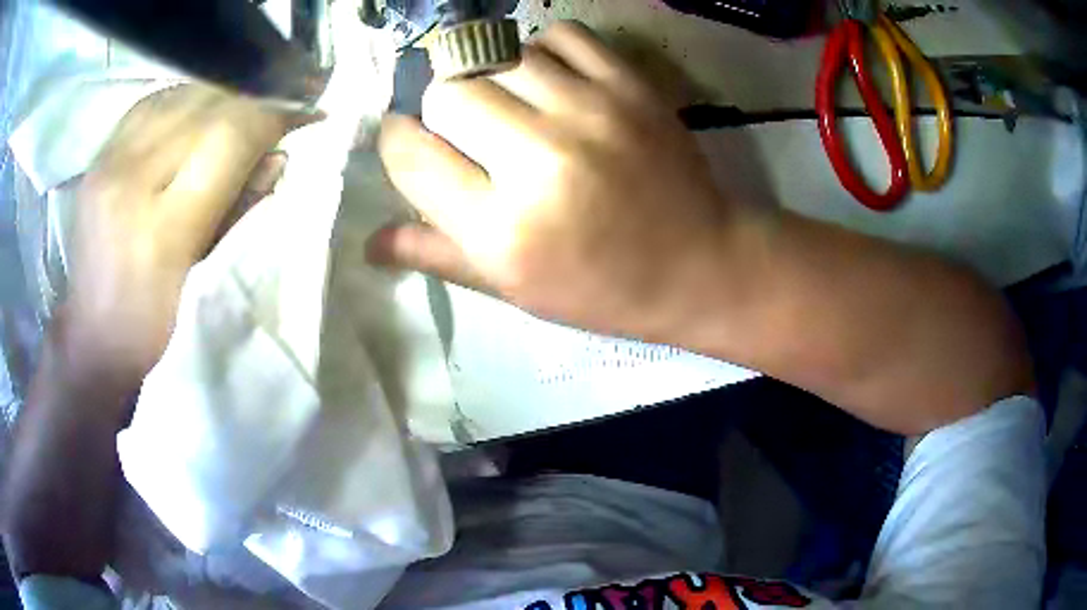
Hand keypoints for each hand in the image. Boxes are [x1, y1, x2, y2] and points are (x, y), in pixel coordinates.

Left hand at [63, 86, 292, 390]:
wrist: (93, 336)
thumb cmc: (152, 326)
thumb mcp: (203, 280)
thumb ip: (241, 210)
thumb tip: (278, 156)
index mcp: (163, 229)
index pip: (229, 137)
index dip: (272, 117)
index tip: (303, 114)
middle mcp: (131, 181)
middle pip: (206, 106)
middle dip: (250, 103)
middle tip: (274, 114)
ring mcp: (109, 163)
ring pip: (180, 95)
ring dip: (218, 97)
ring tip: (236, 113)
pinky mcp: (97, 157)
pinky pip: (150, 103)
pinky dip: (182, 100)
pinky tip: (194, 113)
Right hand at [372, 22, 758, 339]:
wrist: (699, 267)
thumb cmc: (602, 289)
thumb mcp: (515, 289)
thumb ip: (438, 254)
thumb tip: (368, 241)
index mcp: (501, 230)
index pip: (409, 154)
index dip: (399, 141)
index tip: (414, 141)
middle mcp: (538, 161)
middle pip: (447, 91)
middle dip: (442, 107)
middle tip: (467, 127)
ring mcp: (590, 113)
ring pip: (498, 55)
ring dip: (490, 75)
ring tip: (511, 103)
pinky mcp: (630, 86)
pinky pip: (560, 35)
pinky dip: (544, 50)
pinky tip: (552, 79)